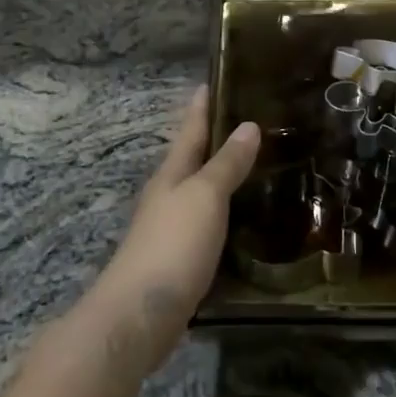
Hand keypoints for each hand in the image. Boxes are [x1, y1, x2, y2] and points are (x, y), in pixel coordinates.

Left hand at [88, 90, 259, 373]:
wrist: (139, 316)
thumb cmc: (172, 245)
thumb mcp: (204, 197)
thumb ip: (226, 164)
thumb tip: (248, 125)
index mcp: (172, 174)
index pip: (190, 130)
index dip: (202, 106)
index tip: (213, 80)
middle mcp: (169, 196)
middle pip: (194, 159)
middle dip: (216, 139)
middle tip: (250, 120)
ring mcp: (172, 230)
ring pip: (202, 192)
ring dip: (223, 176)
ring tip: (256, 164)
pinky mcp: (181, 261)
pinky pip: (208, 224)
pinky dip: (226, 213)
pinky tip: (244, 217)